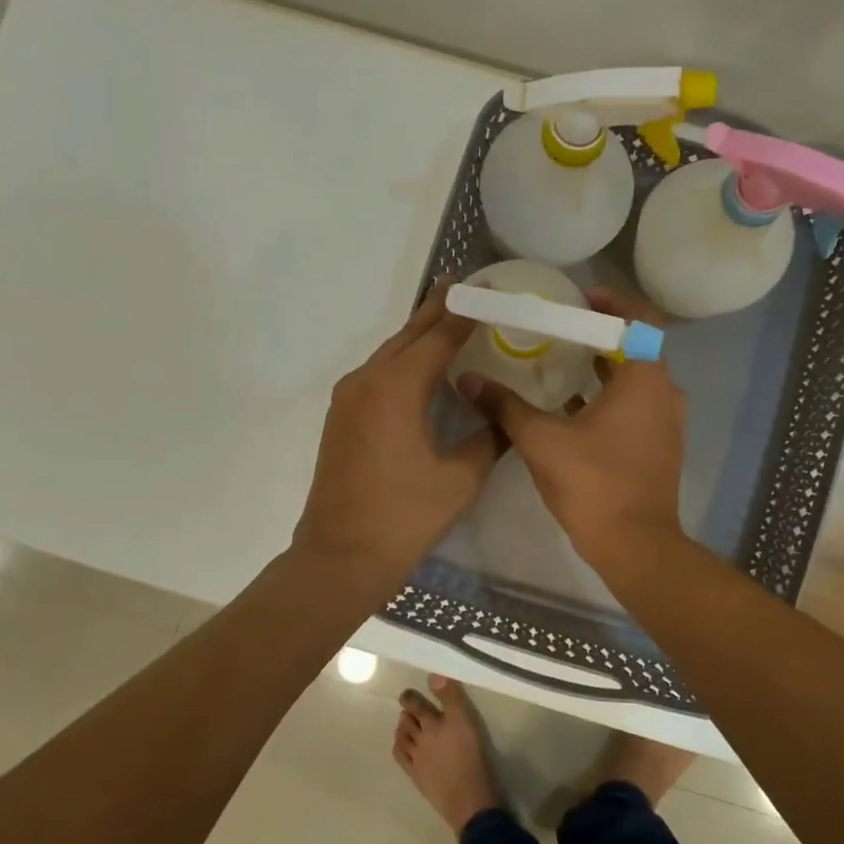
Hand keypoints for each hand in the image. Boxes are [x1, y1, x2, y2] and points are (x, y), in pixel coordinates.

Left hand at [293, 280, 503, 591]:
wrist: (340, 556)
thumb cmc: (403, 518)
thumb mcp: (460, 479)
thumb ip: (487, 439)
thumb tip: (504, 417)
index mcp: (396, 389)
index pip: (439, 337)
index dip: (466, 313)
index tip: (489, 289)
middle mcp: (367, 381)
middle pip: (409, 335)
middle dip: (439, 309)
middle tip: (467, 287)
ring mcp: (348, 398)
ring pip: (390, 352)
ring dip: (419, 334)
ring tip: (449, 316)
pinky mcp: (342, 416)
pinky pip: (378, 373)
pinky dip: (404, 359)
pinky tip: (422, 365)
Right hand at [462, 287, 687, 567]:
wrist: (635, 545)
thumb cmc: (593, 483)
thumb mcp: (540, 439)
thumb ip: (504, 405)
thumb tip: (468, 379)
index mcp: (645, 378)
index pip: (639, 319)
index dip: (612, 302)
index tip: (580, 297)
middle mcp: (665, 393)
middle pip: (636, 347)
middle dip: (600, 335)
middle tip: (561, 327)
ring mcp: (667, 422)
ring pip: (636, 380)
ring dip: (604, 367)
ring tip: (562, 360)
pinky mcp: (660, 446)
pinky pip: (637, 406)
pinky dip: (610, 397)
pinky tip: (572, 406)